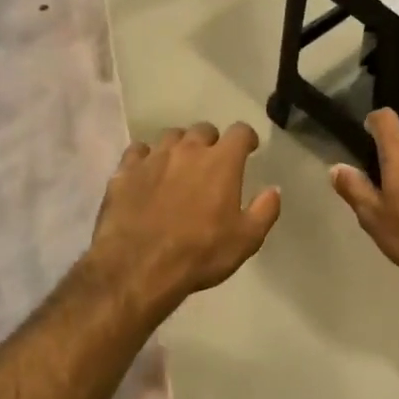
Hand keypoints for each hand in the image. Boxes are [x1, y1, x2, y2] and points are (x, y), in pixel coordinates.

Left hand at [88, 122, 280, 310]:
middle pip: (203, 130)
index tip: (249, 149)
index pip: (239, 132)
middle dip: (212, 142)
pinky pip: (138, 152)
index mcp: (221, 162)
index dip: (246, 138)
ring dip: (180, 147)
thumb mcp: (246, 239)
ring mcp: (153, 158)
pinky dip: (147, 158)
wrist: (138, 268)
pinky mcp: (124, 172)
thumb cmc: (200, 253)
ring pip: (170, 137)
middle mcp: (187, 150)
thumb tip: (273, 190)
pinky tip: (147, 173)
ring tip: (180, 166)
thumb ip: (265, 210)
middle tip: (213, 162)